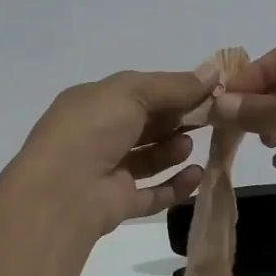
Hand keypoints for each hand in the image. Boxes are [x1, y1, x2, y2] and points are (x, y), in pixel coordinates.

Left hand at [6, 70, 208, 237]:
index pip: (137, 92)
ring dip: (173, 150)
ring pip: (148, 159)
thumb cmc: (92, 129)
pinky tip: (196, 174)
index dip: (172, 90)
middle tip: (210, 116)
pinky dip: (175, 185)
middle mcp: (97, 135)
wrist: (62, 191)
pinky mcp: (117, 204)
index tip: (207, 90)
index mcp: (92, 103)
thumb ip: (173, 85)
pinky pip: (152, 194)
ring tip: (190, 145)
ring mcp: (106, 172)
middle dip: (176, 119)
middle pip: (145, 125)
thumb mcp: (131, 92)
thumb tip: (214, 71)